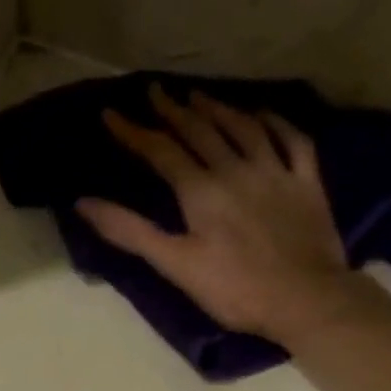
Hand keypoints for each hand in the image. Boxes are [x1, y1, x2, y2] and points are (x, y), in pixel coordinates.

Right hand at [77, 83, 369, 345]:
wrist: (304, 299)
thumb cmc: (234, 289)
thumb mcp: (175, 265)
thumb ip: (131, 232)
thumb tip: (84, 203)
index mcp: (201, 191)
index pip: (161, 151)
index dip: (134, 132)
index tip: (111, 113)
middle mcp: (236, 170)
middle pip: (200, 131)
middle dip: (173, 110)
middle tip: (155, 91)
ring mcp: (275, 172)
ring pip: (243, 128)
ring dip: (218, 109)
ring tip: (199, 96)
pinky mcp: (307, 183)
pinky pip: (292, 140)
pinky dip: (275, 122)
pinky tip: (263, 114)